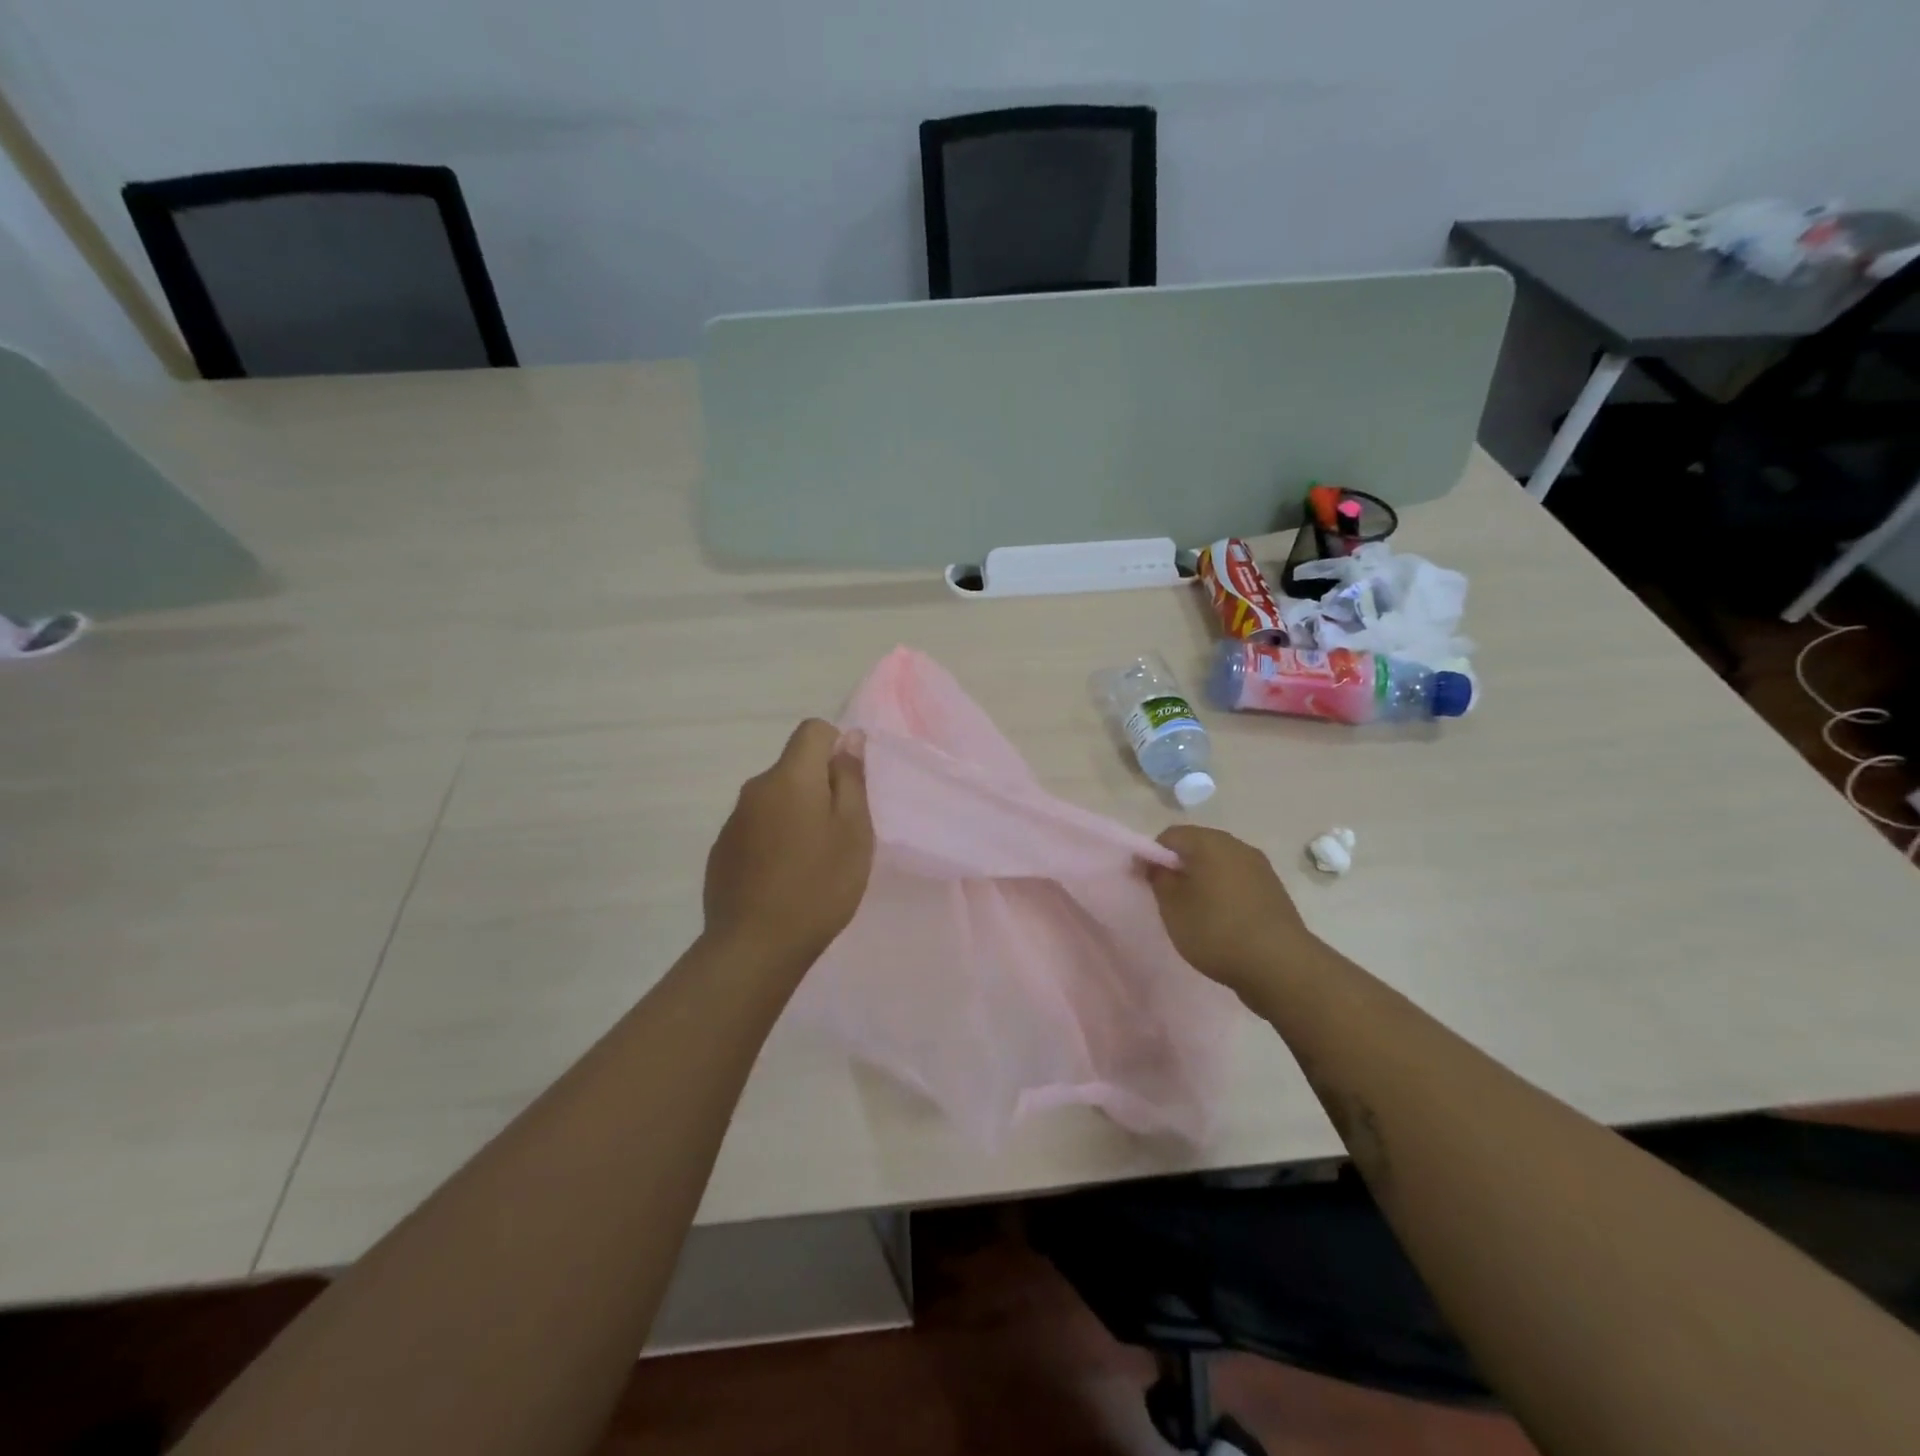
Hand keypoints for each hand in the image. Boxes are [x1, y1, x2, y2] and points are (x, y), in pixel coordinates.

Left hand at [703, 719, 873, 967]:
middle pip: (794, 768)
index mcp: (790, 777)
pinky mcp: (722, 851)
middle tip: (839, 835)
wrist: (754, 947)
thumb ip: (851, 780)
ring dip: (796, 816)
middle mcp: (756, 789)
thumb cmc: (818, 886)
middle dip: (819, 788)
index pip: (813, 730)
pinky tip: (783, 880)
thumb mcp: (853, 831)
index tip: (849, 788)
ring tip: (812, 863)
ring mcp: (733, 821)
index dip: (837, 747)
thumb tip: (850, 738)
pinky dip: (774, 841)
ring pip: (776, 800)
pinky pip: (757, 828)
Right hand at [1147, 826, 1322, 997]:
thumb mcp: (1173, 907)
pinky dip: (1225, 893)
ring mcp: (1260, 867)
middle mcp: (1237, 846)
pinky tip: (1223, 921)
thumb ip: (1158, 878)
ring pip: (1220, 864)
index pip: (1170, 835)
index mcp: (1210, 842)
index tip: (1147, 883)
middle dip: (1180, 868)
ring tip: (1196, 912)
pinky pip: (1239, 881)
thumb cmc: (1216, 930)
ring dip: (1204, 881)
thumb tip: (1153, 861)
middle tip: (1169, 899)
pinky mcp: (1274, 890)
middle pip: (1198, 846)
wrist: (1281, 965)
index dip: (1153, 856)